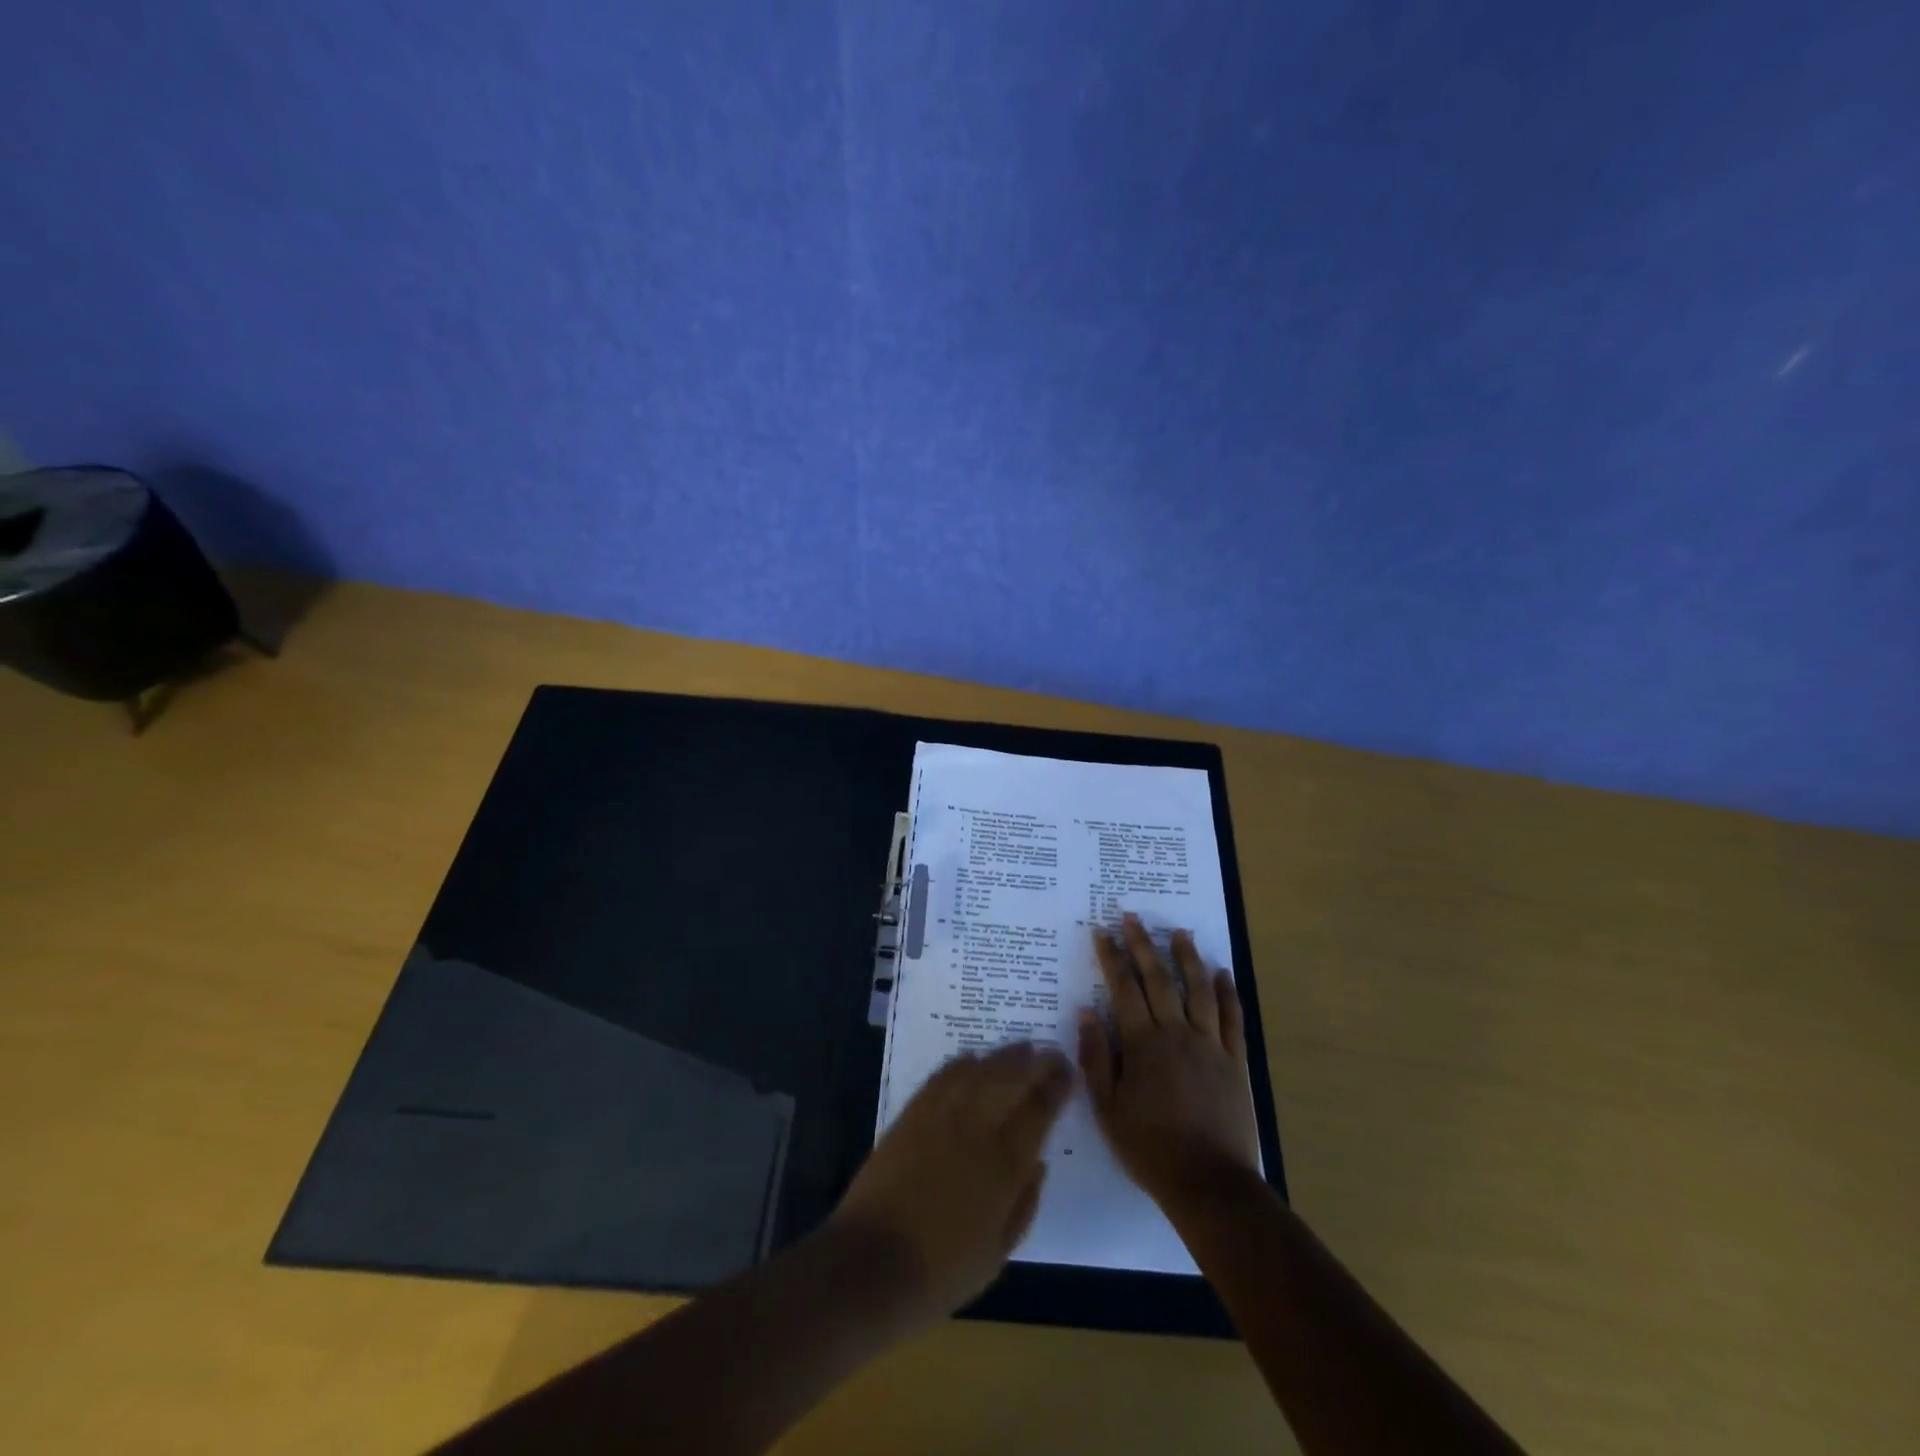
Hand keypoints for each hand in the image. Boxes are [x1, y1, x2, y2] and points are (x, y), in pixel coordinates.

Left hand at [830, 1041, 1072, 1327]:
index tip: (1068, 1073)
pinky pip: (943, 1075)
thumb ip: (1024, 1204)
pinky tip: (973, 1059)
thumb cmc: (941, 1271)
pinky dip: (962, 1063)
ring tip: (1020, 1048)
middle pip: (1011, 1077)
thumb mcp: (998, 1254)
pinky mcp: (912, 1113)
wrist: (871, 1264)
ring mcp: (941, 1115)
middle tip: (1050, 1053)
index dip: (1057, 1085)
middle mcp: (976, 1127)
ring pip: (979, 1069)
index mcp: (1005, 1163)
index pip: (1040, 1109)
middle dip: (1035, 1061)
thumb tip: (1038, 1164)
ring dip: (1003, 1055)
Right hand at [1079, 915, 1260, 1212]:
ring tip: (1179, 932)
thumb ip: (1096, 1058)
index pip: (1123, 988)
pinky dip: (1228, 993)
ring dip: (1188, 957)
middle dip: (1143, 945)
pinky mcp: (1235, 1061)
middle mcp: (1176, 1033)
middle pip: (1159, 979)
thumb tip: (1086, 1013)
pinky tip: (1222, 973)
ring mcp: (1210, 1045)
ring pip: (1199, 990)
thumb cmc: (1149, 1148)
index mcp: (1142, 1044)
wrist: (1208, 1183)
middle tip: (1133, 917)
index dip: (1112, 957)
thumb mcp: (1107, 1108)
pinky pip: (1233, 1018)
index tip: (1103, 931)